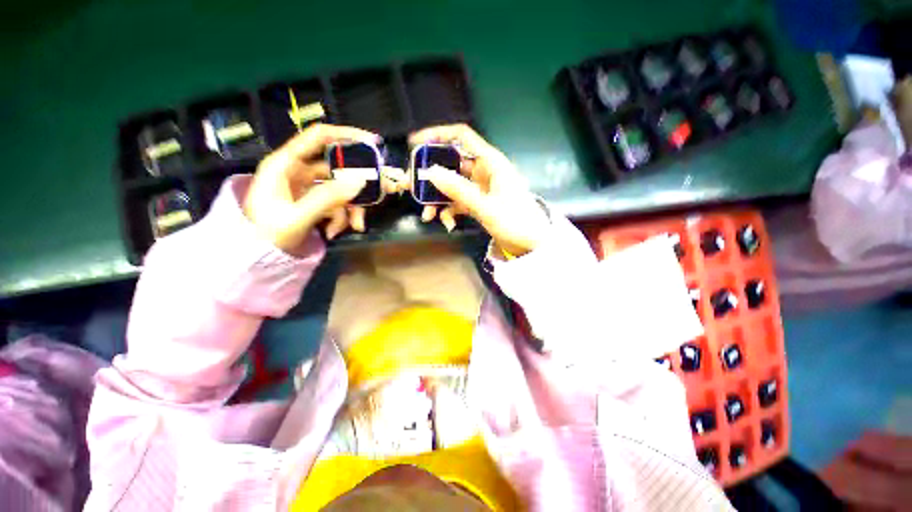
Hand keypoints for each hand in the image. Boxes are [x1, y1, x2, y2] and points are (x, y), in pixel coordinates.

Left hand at [244, 124, 404, 254]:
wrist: (256, 257)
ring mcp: (307, 188)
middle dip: (358, 184)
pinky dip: (341, 218)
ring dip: (351, 208)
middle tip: (381, 191)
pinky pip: (336, 204)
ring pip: (340, 189)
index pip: (318, 137)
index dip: (345, 135)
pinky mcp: (313, 202)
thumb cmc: (266, 234)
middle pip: (337, 168)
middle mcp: (298, 172)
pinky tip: (333, 232)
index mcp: (285, 164)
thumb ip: (328, 197)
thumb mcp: (297, 216)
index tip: (372, 142)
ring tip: (355, 226)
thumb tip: (360, 181)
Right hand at [409, 124, 548, 256]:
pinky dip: (449, 211)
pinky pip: (457, 202)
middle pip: (451, 164)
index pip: (462, 137)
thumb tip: (430, 172)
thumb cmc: (515, 221)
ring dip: (437, 199)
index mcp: (490, 162)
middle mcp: (483, 171)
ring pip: (451, 186)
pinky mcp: (477, 203)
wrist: (531, 244)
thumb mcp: (486, 206)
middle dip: (432, 176)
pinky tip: (447, 224)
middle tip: (413, 187)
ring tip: (427, 215)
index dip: (438, 135)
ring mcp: (479, 188)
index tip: (415, 144)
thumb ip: (458, 189)